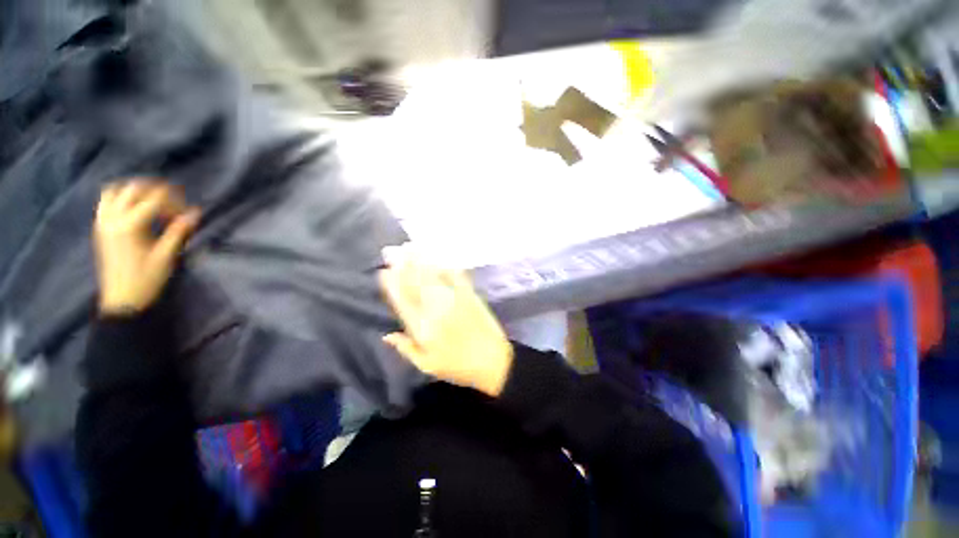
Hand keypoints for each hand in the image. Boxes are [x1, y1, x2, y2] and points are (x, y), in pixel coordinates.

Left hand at [94, 180, 200, 314]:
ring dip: (134, 189)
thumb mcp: (166, 256)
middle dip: (155, 190)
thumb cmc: (147, 279)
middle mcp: (113, 219)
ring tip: (152, 199)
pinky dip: (120, 197)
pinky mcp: (101, 227)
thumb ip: (178, 231)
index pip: (154, 199)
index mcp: (129, 226)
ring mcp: (103, 222)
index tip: (187, 212)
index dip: (174, 201)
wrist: (122, 300)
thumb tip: (195, 212)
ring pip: (115, 191)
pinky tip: (134, 206)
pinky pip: (107, 201)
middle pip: (133, 189)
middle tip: (173, 200)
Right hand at [379, 247, 512, 397]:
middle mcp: (436, 309)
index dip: (392, 284)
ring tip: (410, 247)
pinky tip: (439, 258)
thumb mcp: (427, 365)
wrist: (492, 361)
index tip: (383, 271)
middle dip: (403, 265)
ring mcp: (454, 299)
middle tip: (392, 250)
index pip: (403, 301)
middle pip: (416, 283)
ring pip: (433, 275)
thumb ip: (406, 348)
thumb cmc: (458, 366)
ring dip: (421, 260)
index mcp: (423, 327)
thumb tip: (386, 335)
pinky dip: (446, 266)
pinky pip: (456, 276)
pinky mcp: (470, 295)